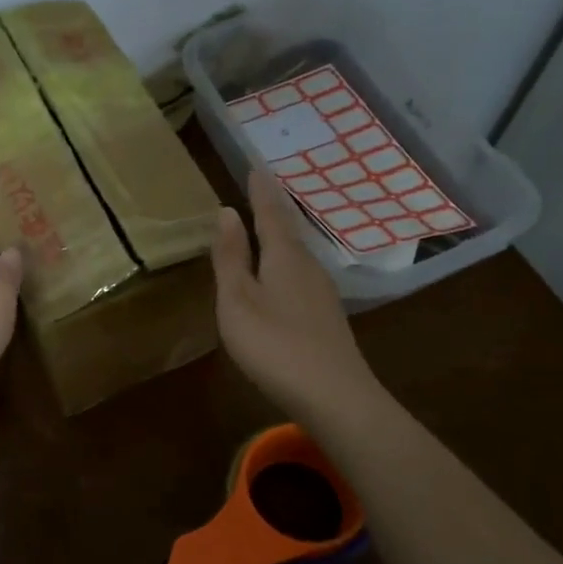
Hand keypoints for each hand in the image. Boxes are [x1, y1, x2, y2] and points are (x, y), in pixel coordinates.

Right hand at [212, 171, 376, 422]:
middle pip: (289, 230)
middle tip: (262, 188)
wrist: (335, 397)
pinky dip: (287, 262)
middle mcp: (309, 267)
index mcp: (285, 257)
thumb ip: (231, 257)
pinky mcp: (326, 317)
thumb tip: (227, 211)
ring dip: (282, 236)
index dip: (261, 190)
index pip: (271, 213)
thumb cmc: (275, 344)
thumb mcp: (238, 300)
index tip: (256, 166)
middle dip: (274, 209)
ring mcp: (322, 293)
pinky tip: (283, 275)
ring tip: (269, 224)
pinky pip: (301, 274)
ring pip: (298, 253)